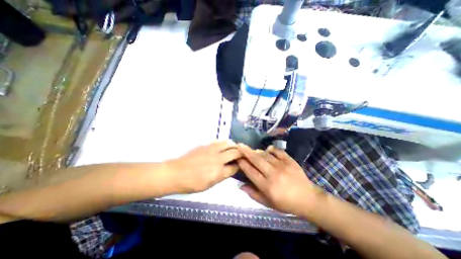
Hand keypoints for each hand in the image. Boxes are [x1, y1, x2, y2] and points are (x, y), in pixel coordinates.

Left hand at [168, 142, 241, 194]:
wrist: (175, 173)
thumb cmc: (191, 183)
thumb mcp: (209, 185)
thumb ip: (221, 176)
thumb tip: (230, 169)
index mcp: (219, 172)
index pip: (235, 167)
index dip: (240, 165)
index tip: (241, 164)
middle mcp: (218, 159)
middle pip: (235, 152)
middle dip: (241, 153)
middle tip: (241, 154)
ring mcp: (211, 150)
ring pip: (228, 143)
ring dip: (233, 145)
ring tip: (235, 147)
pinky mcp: (206, 145)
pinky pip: (219, 141)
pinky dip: (224, 143)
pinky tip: (224, 145)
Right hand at [238, 146, 323, 216]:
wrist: (308, 199)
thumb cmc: (286, 203)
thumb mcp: (268, 203)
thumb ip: (253, 194)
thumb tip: (240, 185)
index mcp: (267, 186)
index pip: (251, 172)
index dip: (243, 163)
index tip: (237, 158)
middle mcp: (274, 174)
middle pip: (256, 160)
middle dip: (246, 151)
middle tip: (239, 145)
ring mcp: (283, 166)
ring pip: (265, 155)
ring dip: (257, 151)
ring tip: (251, 150)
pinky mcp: (290, 161)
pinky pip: (277, 151)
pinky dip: (271, 149)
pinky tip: (267, 150)